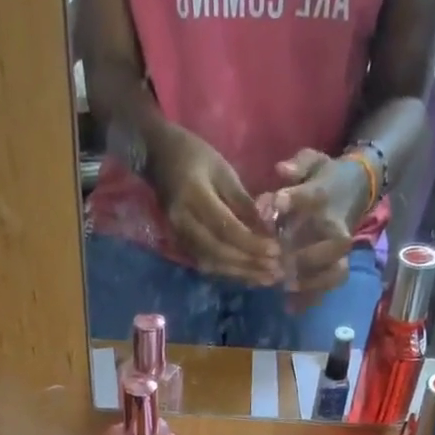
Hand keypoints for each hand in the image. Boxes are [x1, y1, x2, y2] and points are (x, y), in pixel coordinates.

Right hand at [146, 125, 280, 284]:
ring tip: (267, 278)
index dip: (251, 243)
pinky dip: (230, 272)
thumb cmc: (195, 156)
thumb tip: (266, 230)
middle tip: (275, 271)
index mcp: (194, 196)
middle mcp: (183, 222)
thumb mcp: (223, 171)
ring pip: (212, 263)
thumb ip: (243, 202)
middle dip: (249, 264)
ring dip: (241, 273)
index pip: (225, 228)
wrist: (158, 158)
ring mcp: (179, 237)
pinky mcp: (180, 246)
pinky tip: (248, 276)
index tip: (275, 251)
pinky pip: (207, 264)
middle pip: (219, 252)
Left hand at [268, 149, 374, 307]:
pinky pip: (329, 286)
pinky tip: (290, 307)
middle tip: (279, 264)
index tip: (274, 206)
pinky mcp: (337, 265)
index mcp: (326, 196)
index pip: (312, 197)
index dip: (292, 201)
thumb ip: (297, 166)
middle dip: (306, 256)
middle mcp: (337, 226)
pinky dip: (311, 298)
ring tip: (286, 287)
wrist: (354, 190)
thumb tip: (281, 170)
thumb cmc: (324, 178)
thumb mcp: (312, 162)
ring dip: (312, 282)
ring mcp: (339, 250)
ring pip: (335, 271)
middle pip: (333, 245)